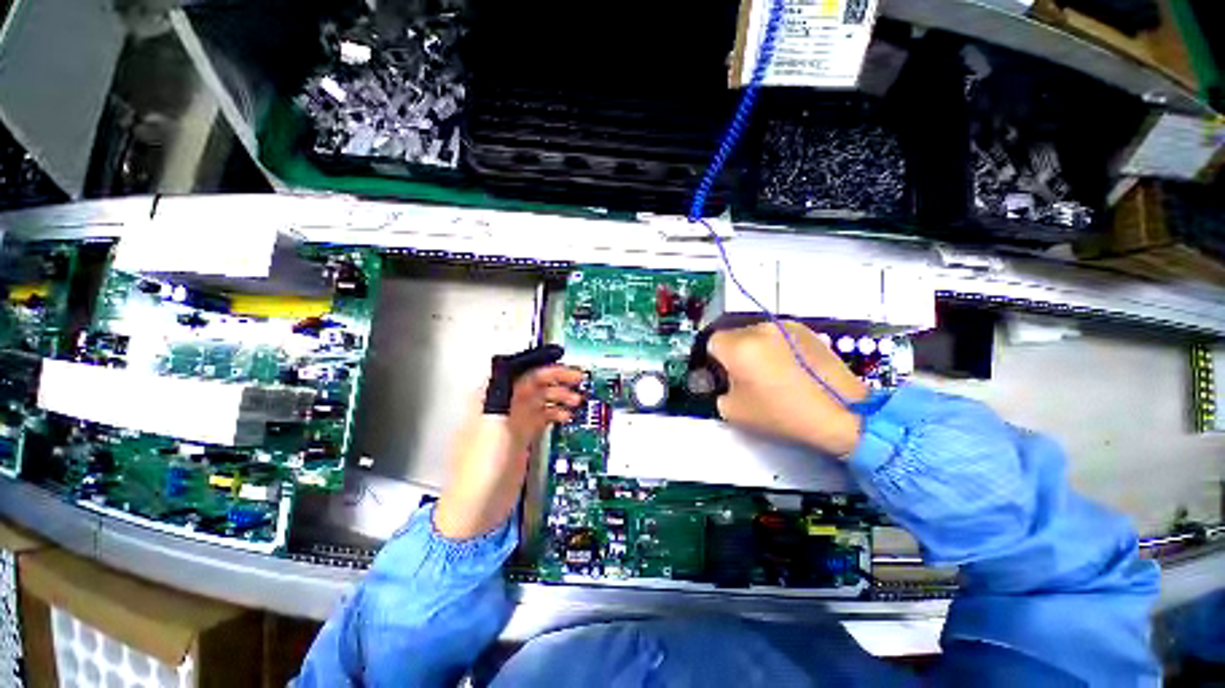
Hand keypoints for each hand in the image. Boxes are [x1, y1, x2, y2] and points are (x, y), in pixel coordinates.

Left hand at [434, 349, 582, 539]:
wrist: (478, 507)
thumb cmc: (480, 468)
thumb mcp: (493, 425)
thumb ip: (505, 394)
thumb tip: (513, 365)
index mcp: (491, 398)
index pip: (520, 371)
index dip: (542, 365)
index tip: (564, 364)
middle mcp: (503, 405)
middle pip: (533, 383)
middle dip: (556, 378)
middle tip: (578, 379)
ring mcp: (514, 421)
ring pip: (541, 398)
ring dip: (559, 395)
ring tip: (576, 399)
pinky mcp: (522, 436)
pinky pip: (543, 416)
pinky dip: (556, 412)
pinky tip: (566, 415)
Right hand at [708, 321, 867, 457]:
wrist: (842, 413)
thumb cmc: (783, 414)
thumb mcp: (734, 412)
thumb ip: (718, 391)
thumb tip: (722, 381)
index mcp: (739, 347)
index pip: (711, 342)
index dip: (714, 360)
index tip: (722, 376)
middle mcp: (759, 329)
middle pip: (734, 335)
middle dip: (734, 353)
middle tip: (746, 377)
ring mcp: (785, 327)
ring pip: (756, 334)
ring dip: (755, 349)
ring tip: (772, 373)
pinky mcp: (806, 330)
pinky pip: (778, 336)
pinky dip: (776, 348)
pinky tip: (790, 369)